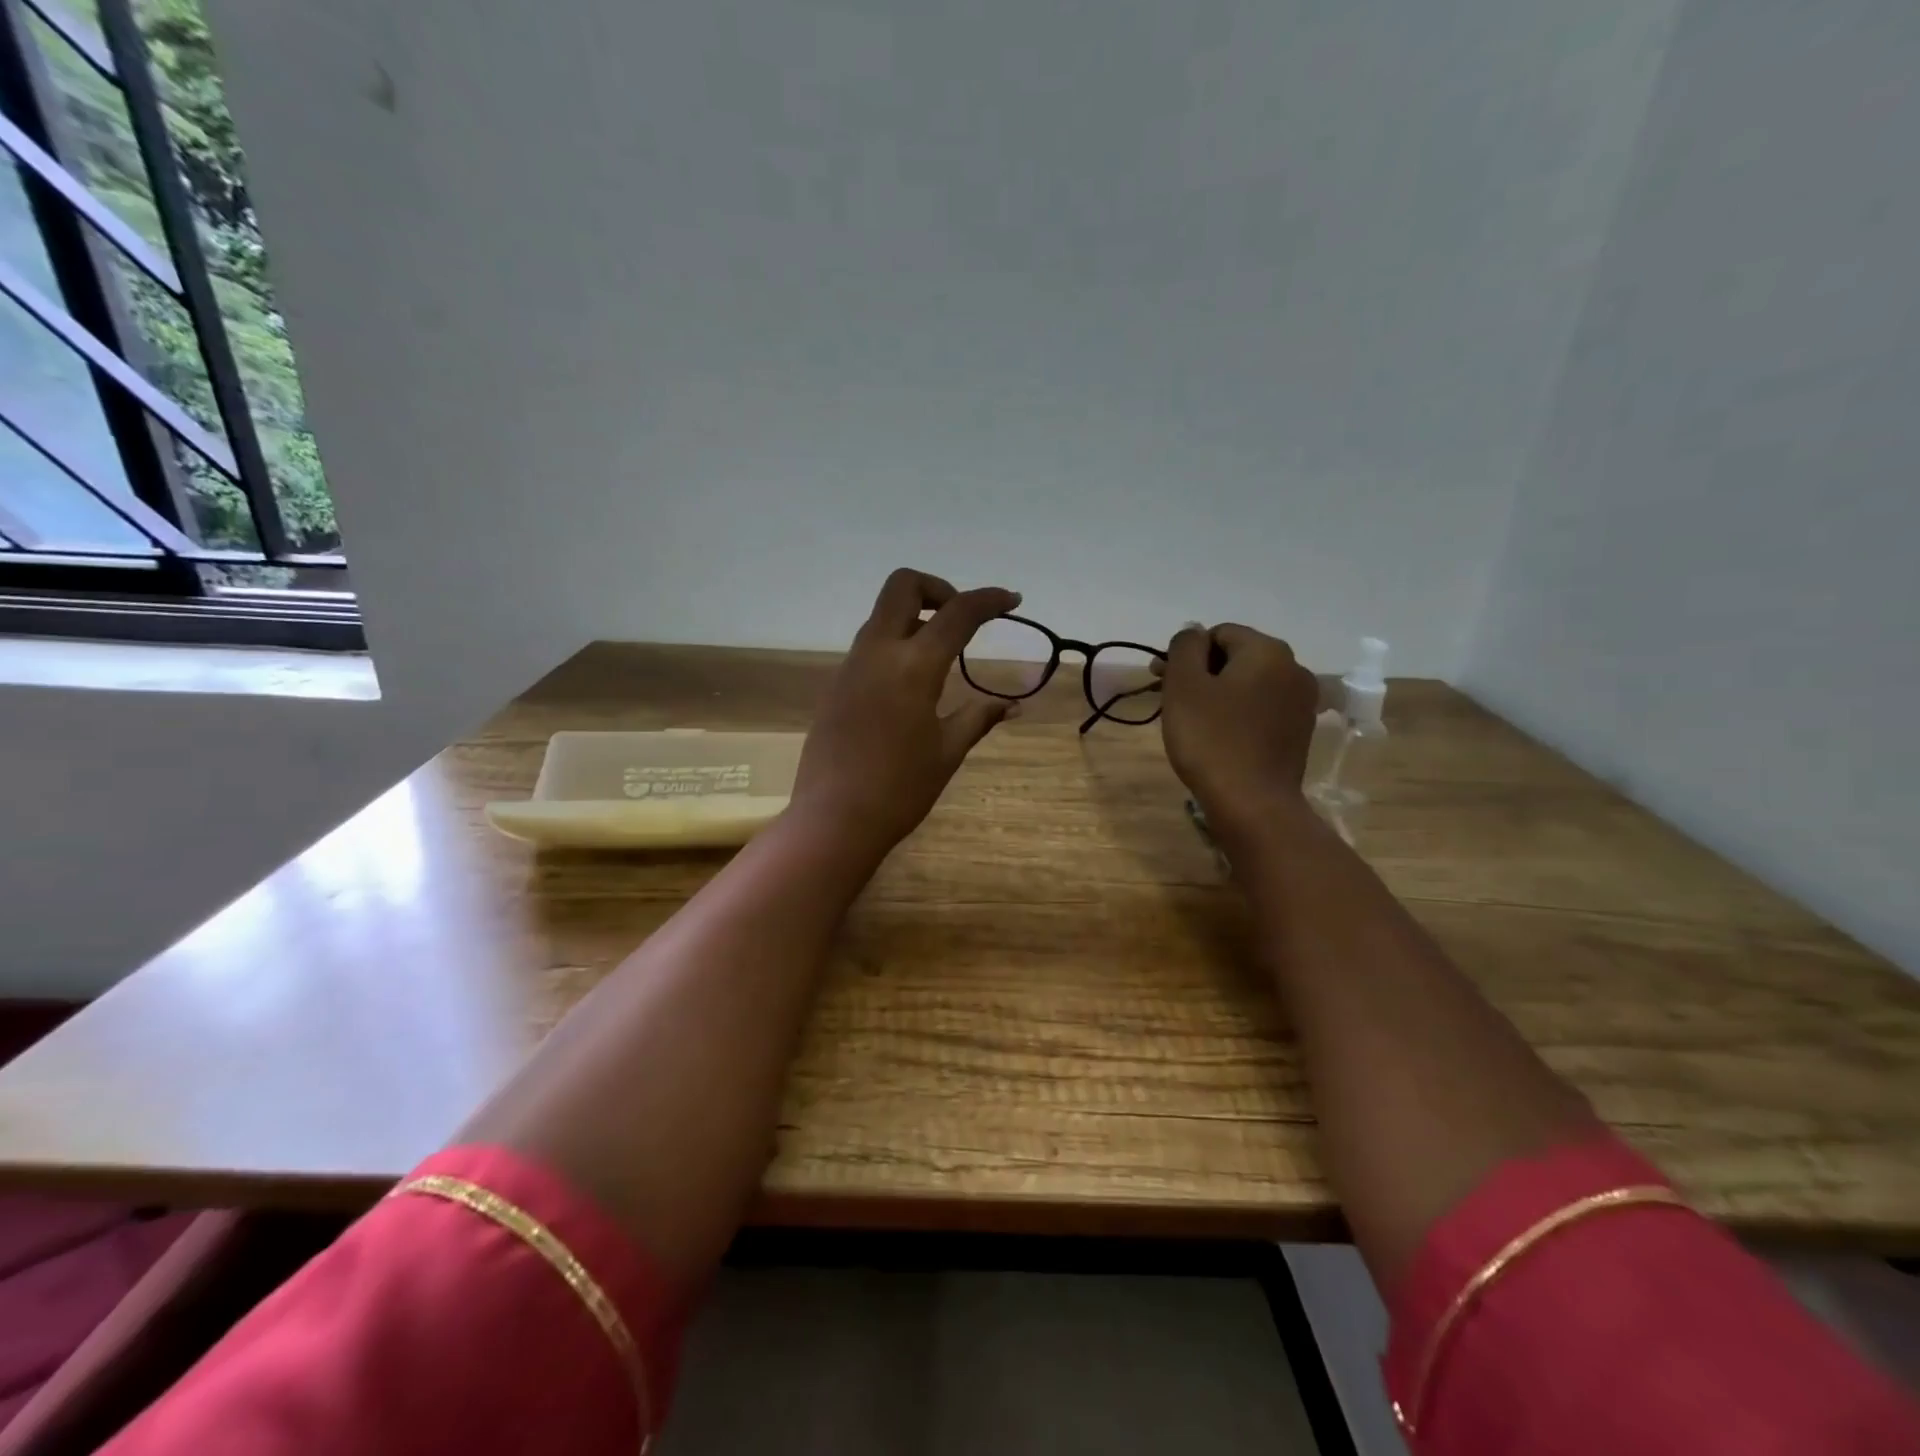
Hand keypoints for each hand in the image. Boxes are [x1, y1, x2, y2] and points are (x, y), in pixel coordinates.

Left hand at [792, 569, 1021, 854]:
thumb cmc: (900, 789)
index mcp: (913, 666)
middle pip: (903, 586)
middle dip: (938, 589)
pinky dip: (895, 644)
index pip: (957, 613)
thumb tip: (1013, 705)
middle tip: (961, 621)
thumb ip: (979, 718)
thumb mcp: (948, 751)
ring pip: (883, 615)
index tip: (1011, 600)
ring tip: (941, 655)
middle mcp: (878, 652)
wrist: (834, 819)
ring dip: (914, 617)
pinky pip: (869, 646)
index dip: (989, 600)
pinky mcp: (836, 685)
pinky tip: (910, 685)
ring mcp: (851, 666)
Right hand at [1159, 623, 1319, 842]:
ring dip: (1218, 694)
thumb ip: (1185, 647)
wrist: (1252, 804)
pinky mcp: (1299, 732)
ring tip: (1192, 721)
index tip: (1161, 681)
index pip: (1218, 633)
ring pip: (1249, 684)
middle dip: (1201, 673)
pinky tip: (1219, 738)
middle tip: (1170, 700)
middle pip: (1236, 657)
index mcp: (1268, 651)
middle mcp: (1294, 669)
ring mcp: (1302, 703)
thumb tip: (1193, 631)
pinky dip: (1237, 714)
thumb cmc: (1212, 740)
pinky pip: (1261, 709)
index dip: (1186, 654)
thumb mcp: (1185, 685)